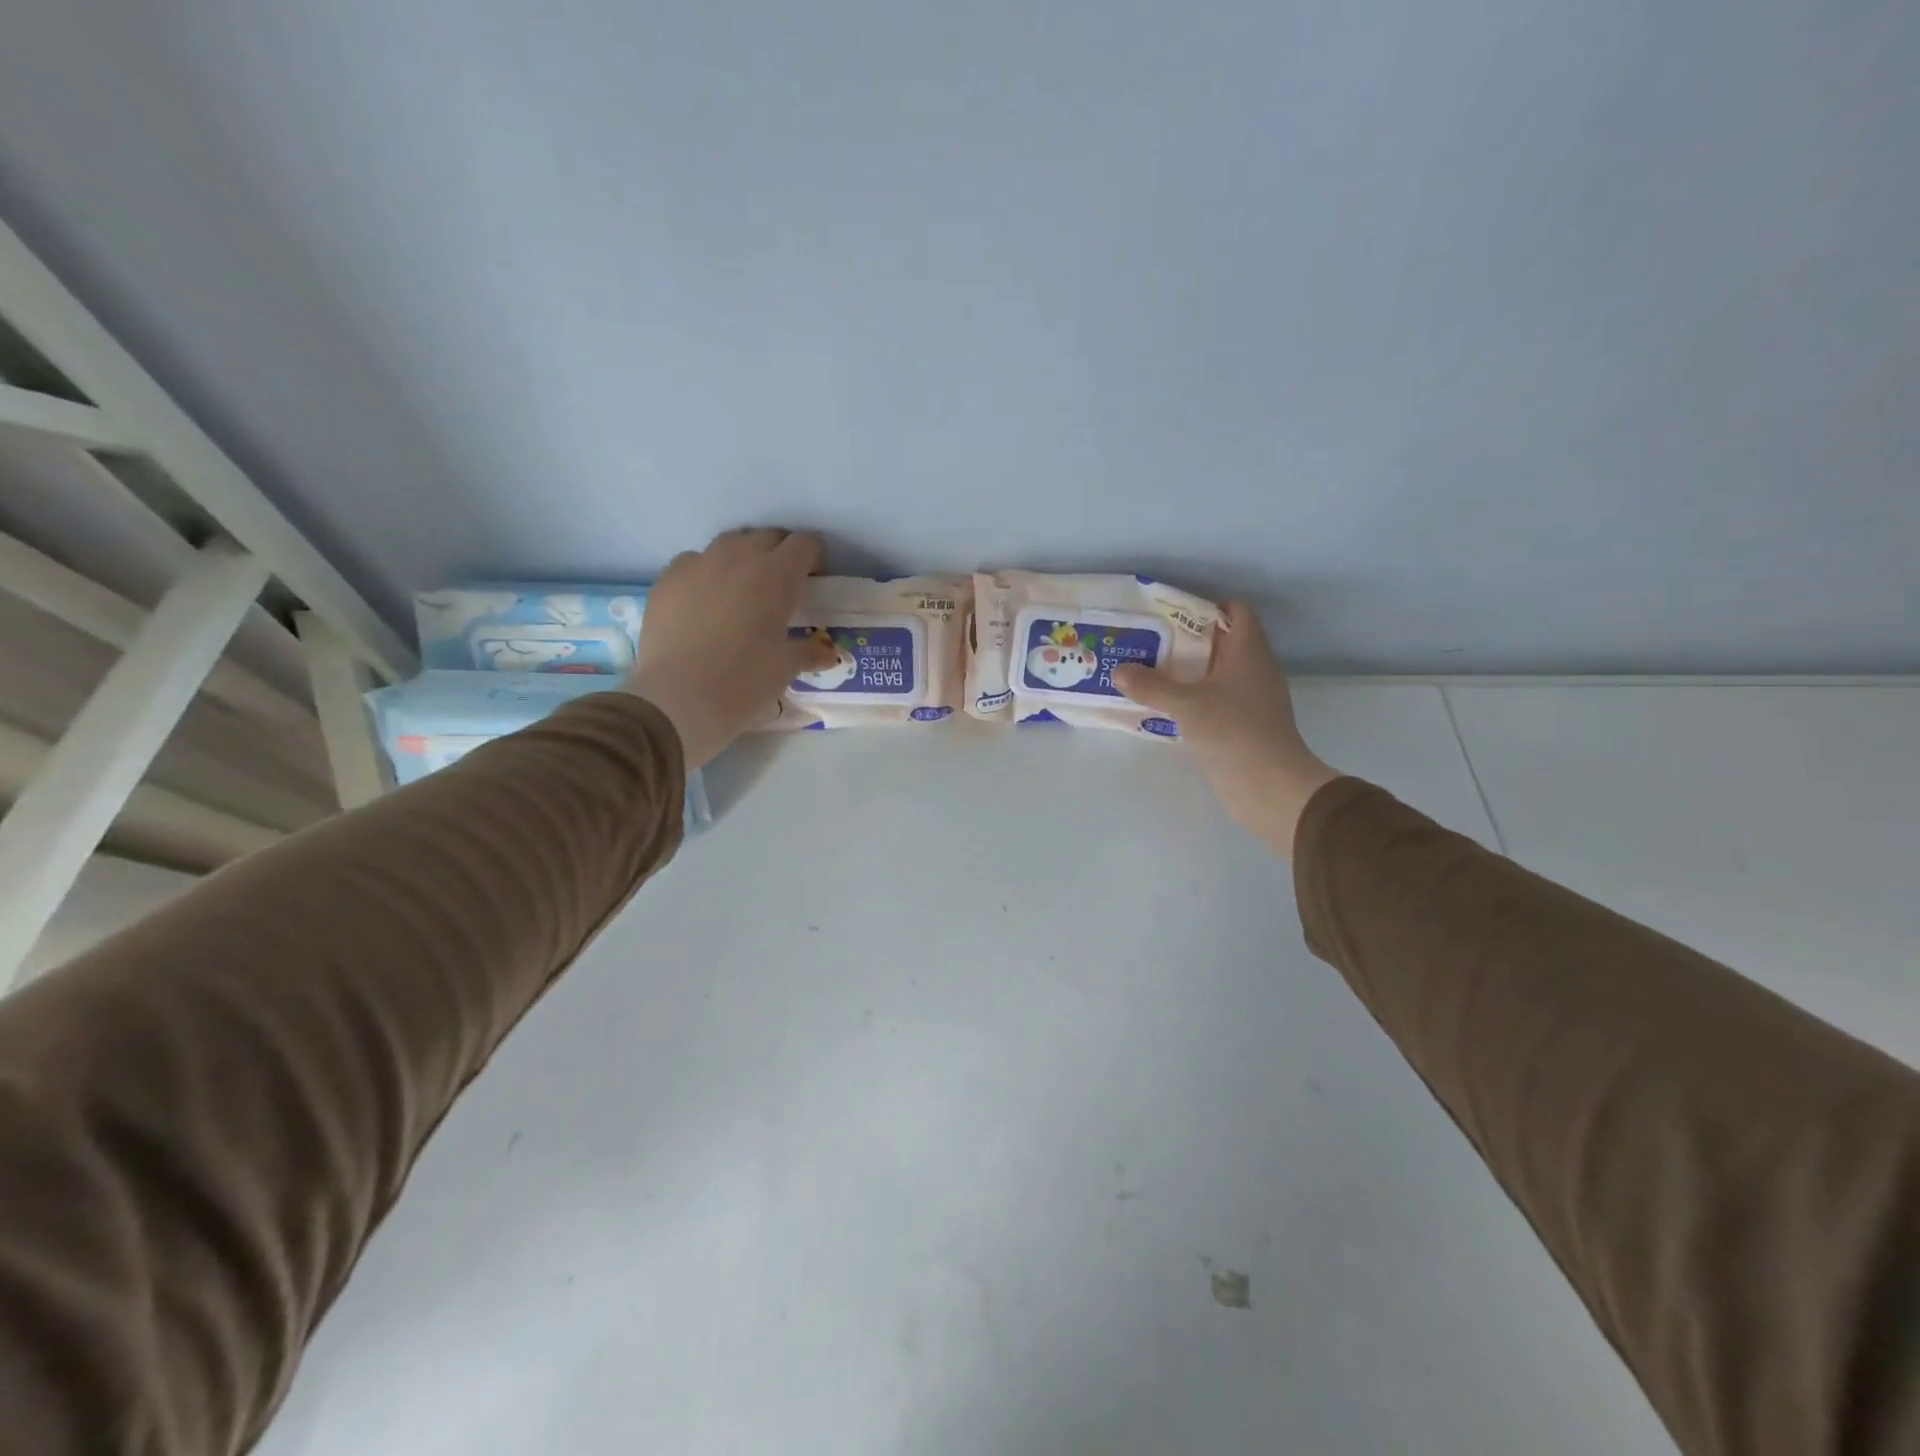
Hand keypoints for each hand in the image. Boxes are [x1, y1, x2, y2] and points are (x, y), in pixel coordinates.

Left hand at [623, 528, 837, 767]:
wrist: (678, 699)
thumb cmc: (744, 682)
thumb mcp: (785, 668)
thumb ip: (809, 652)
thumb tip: (828, 653)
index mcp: (776, 575)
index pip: (804, 545)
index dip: (813, 557)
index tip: (814, 578)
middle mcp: (738, 558)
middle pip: (766, 537)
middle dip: (779, 554)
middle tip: (782, 586)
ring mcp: (698, 564)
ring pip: (728, 545)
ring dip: (742, 558)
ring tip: (742, 590)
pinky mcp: (667, 579)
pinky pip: (693, 562)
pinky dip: (706, 573)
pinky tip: (705, 602)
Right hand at [1112, 602, 1339, 855]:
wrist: (1269, 786)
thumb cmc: (1233, 731)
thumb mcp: (1185, 704)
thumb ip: (1151, 686)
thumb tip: (1118, 671)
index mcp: (1249, 652)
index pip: (1237, 612)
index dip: (1208, 607)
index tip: (1172, 615)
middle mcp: (1254, 670)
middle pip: (1222, 643)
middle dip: (1187, 641)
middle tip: (1149, 643)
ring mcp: (1251, 700)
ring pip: (1217, 674)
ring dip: (1187, 673)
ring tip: (1148, 673)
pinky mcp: (1244, 726)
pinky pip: (1215, 702)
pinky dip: (1193, 700)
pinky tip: (1165, 707)